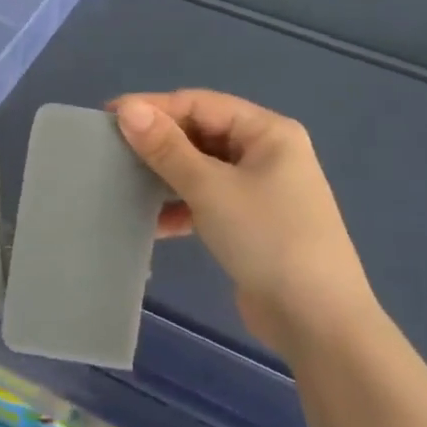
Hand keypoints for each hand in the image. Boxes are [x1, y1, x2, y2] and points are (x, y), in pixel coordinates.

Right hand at [111, 90, 375, 355]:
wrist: (318, 323)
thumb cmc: (268, 239)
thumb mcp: (211, 188)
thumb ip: (167, 148)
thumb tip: (127, 108)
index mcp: (267, 131)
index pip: (200, 104)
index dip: (154, 107)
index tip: (108, 117)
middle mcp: (267, 152)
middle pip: (202, 133)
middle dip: (159, 143)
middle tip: (112, 151)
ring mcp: (262, 189)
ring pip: (203, 168)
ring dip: (167, 176)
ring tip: (126, 184)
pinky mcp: (252, 222)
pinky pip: (209, 199)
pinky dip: (183, 206)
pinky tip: (156, 223)